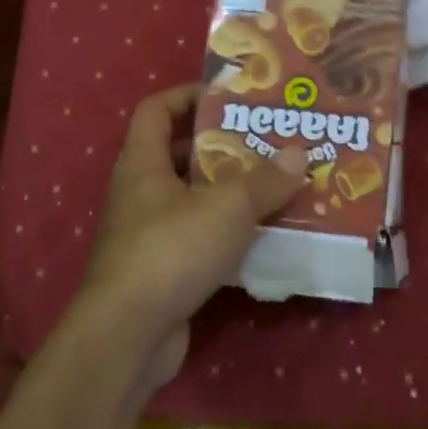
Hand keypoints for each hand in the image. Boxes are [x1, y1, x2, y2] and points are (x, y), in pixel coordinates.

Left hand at [74, 84, 306, 390]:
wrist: (128, 333)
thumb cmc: (171, 251)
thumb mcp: (226, 207)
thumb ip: (265, 180)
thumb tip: (298, 153)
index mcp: (142, 163)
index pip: (155, 110)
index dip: (187, 94)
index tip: (229, 96)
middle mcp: (140, 192)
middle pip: (179, 154)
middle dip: (224, 146)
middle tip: (270, 142)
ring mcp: (149, 234)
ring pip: (194, 200)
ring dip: (232, 192)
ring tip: (278, 185)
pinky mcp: (163, 270)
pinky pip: (200, 238)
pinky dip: (229, 233)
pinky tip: (266, 236)